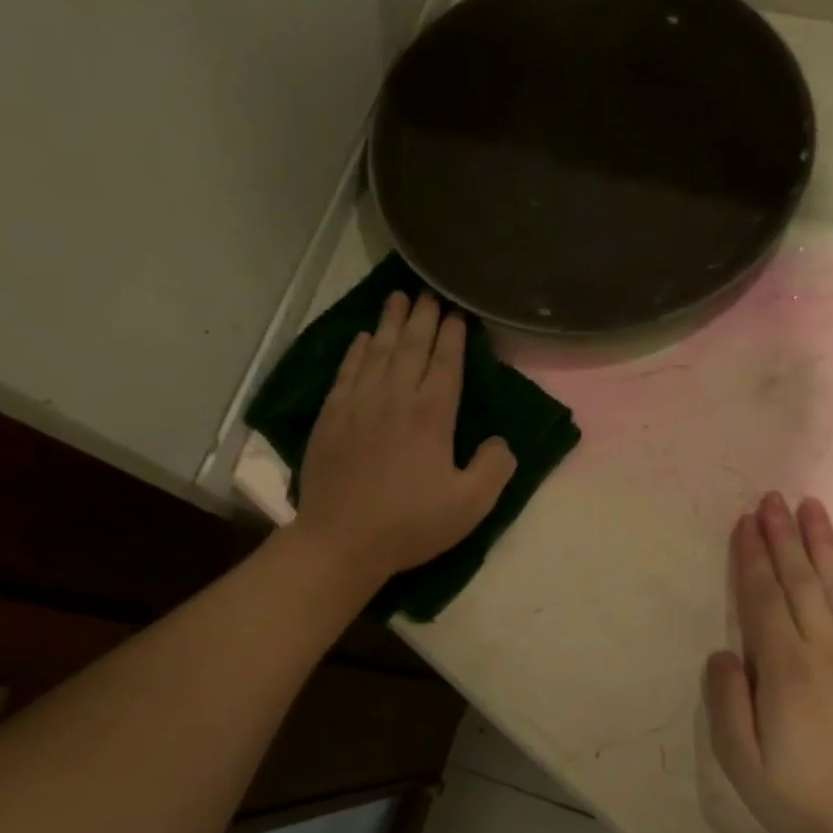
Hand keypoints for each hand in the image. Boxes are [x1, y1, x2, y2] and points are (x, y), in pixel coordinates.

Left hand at [294, 290, 516, 582]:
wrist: (341, 541)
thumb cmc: (411, 523)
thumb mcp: (471, 505)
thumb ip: (495, 467)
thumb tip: (501, 441)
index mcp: (432, 415)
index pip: (445, 362)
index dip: (453, 335)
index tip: (456, 313)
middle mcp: (395, 398)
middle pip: (411, 347)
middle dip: (422, 317)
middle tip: (429, 292)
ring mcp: (358, 404)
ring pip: (376, 352)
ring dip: (389, 323)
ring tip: (397, 297)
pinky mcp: (331, 417)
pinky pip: (346, 372)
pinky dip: (356, 351)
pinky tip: (362, 338)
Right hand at [704, 494, 832, 832]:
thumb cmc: (812, 804)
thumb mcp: (746, 769)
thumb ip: (728, 704)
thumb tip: (723, 652)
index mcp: (787, 671)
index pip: (763, 598)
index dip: (752, 557)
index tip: (745, 522)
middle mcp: (829, 649)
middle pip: (801, 579)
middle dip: (783, 535)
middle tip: (772, 498)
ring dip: (823, 542)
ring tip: (811, 506)